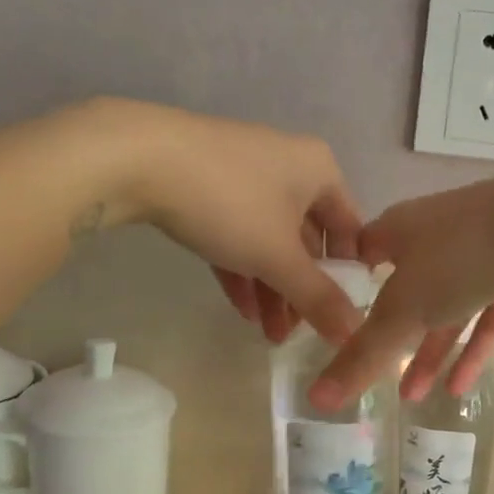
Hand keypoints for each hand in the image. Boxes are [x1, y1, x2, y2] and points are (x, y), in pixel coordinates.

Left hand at [92, 100, 364, 343]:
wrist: (138, 159)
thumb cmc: (229, 202)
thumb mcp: (278, 257)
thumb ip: (318, 297)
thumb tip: (355, 333)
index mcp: (319, 170)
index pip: (350, 230)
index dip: (348, 276)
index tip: (338, 316)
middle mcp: (289, 166)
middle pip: (307, 240)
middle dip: (301, 291)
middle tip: (296, 334)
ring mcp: (246, 173)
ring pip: (270, 240)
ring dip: (272, 288)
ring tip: (267, 335)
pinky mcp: (209, 184)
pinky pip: (238, 233)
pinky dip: (243, 269)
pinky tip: (242, 309)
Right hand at [311, 164, 493, 407]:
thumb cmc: (462, 256)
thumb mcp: (402, 311)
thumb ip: (360, 357)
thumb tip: (314, 399)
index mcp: (401, 230)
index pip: (363, 253)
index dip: (347, 284)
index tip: (332, 320)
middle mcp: (437, 236)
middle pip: (406, 290)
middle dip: (390, 335)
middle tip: (372, 374)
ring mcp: (481, 254)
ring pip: (448, 310)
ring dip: (431, 353)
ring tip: (413, 397)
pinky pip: (487, 318)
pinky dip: (473, 351)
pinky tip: (459, 389)